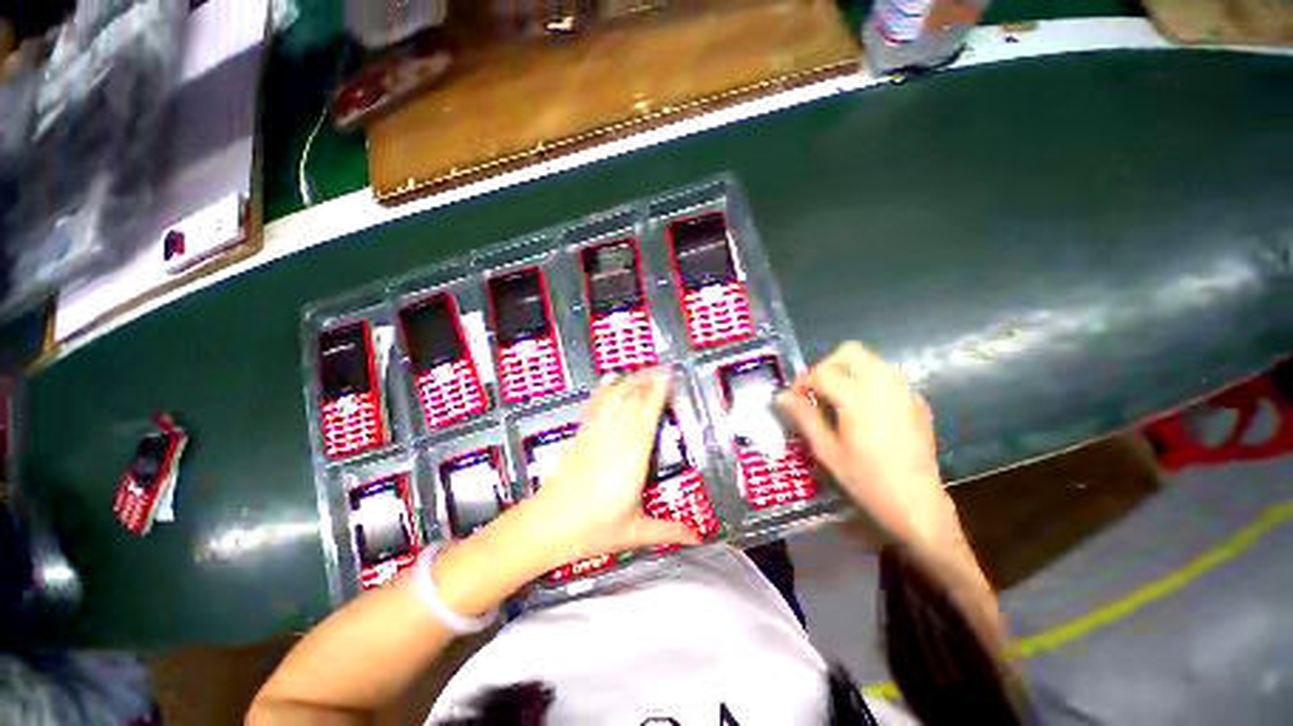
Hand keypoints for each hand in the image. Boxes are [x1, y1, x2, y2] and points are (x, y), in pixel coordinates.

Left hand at [516, 369, 699, 569]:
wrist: (547, 526)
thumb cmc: (591, 529)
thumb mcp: (635, 531)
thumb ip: (669, 531)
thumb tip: (697, 538)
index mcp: (632, 457)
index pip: (647, 415)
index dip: (658, 391)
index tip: (668, 375)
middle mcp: (614, 439)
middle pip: (632, 400)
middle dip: (647, 380)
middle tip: (662, 366)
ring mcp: (595, 435)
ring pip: (614, 399)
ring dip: (630, 381)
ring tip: (642, 368)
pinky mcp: (580, 437)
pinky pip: (595, 406)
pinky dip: (605, 390)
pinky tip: (609, 380)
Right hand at [777, 342, 959, 552]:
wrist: (917, 503)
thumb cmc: (866, 480)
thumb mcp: (827, 450)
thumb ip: (804, 417)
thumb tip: (781, 396)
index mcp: (858, 398)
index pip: (822, 372)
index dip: (803, 382)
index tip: (796, 399)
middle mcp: (884, 385)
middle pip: (849, 352)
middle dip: (827, 366)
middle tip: (818, 391)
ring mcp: (904, 391)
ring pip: (870, 360)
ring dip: (848, 371)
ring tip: (838, 399)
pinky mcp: (917, 401)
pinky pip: (887, 376)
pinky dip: (869, 382)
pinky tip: (864, 410)